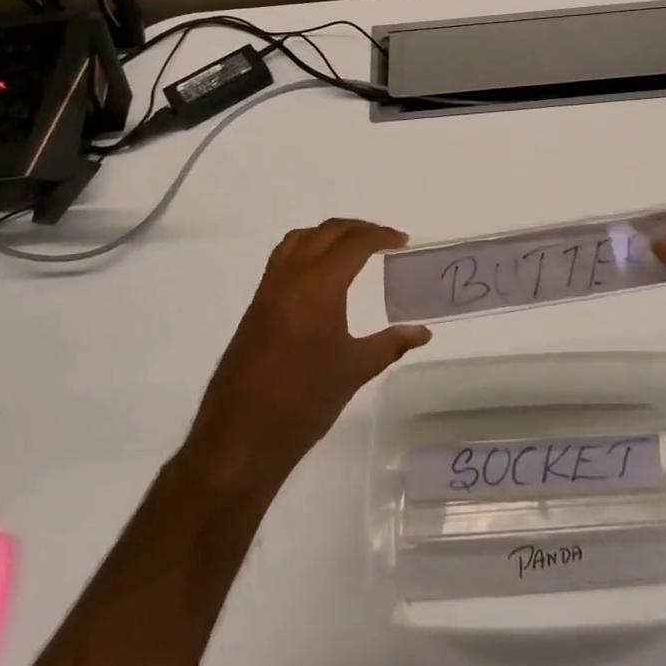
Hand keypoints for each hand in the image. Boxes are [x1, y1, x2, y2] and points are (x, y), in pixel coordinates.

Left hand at [183, 218, 429, 496]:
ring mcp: (268, 290)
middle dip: (357, 229)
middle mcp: (290, 277)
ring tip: (352, 248)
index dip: (381, 236)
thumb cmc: (305, 401)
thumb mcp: (355, 369)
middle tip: (384, 240)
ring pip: (299, 240)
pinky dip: (306, 250)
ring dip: (328, 235)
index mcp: (318, 285)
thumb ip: (391, 344)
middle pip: (326, 233)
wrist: (242, 435)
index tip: (402, 241)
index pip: (353, 244)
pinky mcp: (256, 306)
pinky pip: (282, 259)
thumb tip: (422, 332)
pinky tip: (320, 277)